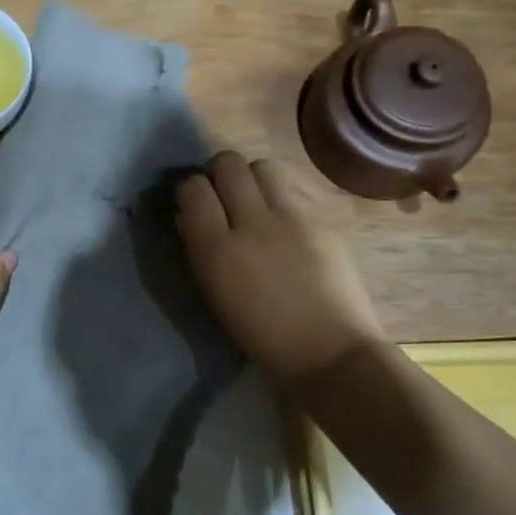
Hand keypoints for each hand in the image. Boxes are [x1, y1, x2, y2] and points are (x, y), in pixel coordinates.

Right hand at [176, 152, 384, 384]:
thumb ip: (198, 248)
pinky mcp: (323, 219)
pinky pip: (294, 188)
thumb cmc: (260, 334)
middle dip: (219, 172)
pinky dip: (281, 195)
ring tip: (255, 200)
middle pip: (228, 164)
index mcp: (216, 250)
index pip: (193, 188)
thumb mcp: (214, 293)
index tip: (193, 203)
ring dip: (252, 177)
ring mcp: (292, 218)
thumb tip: (188, 215)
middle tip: (222, 193)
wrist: (328, 351)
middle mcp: (252, 223)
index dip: (190, 190)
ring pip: (263, 166)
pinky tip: (284, 218)